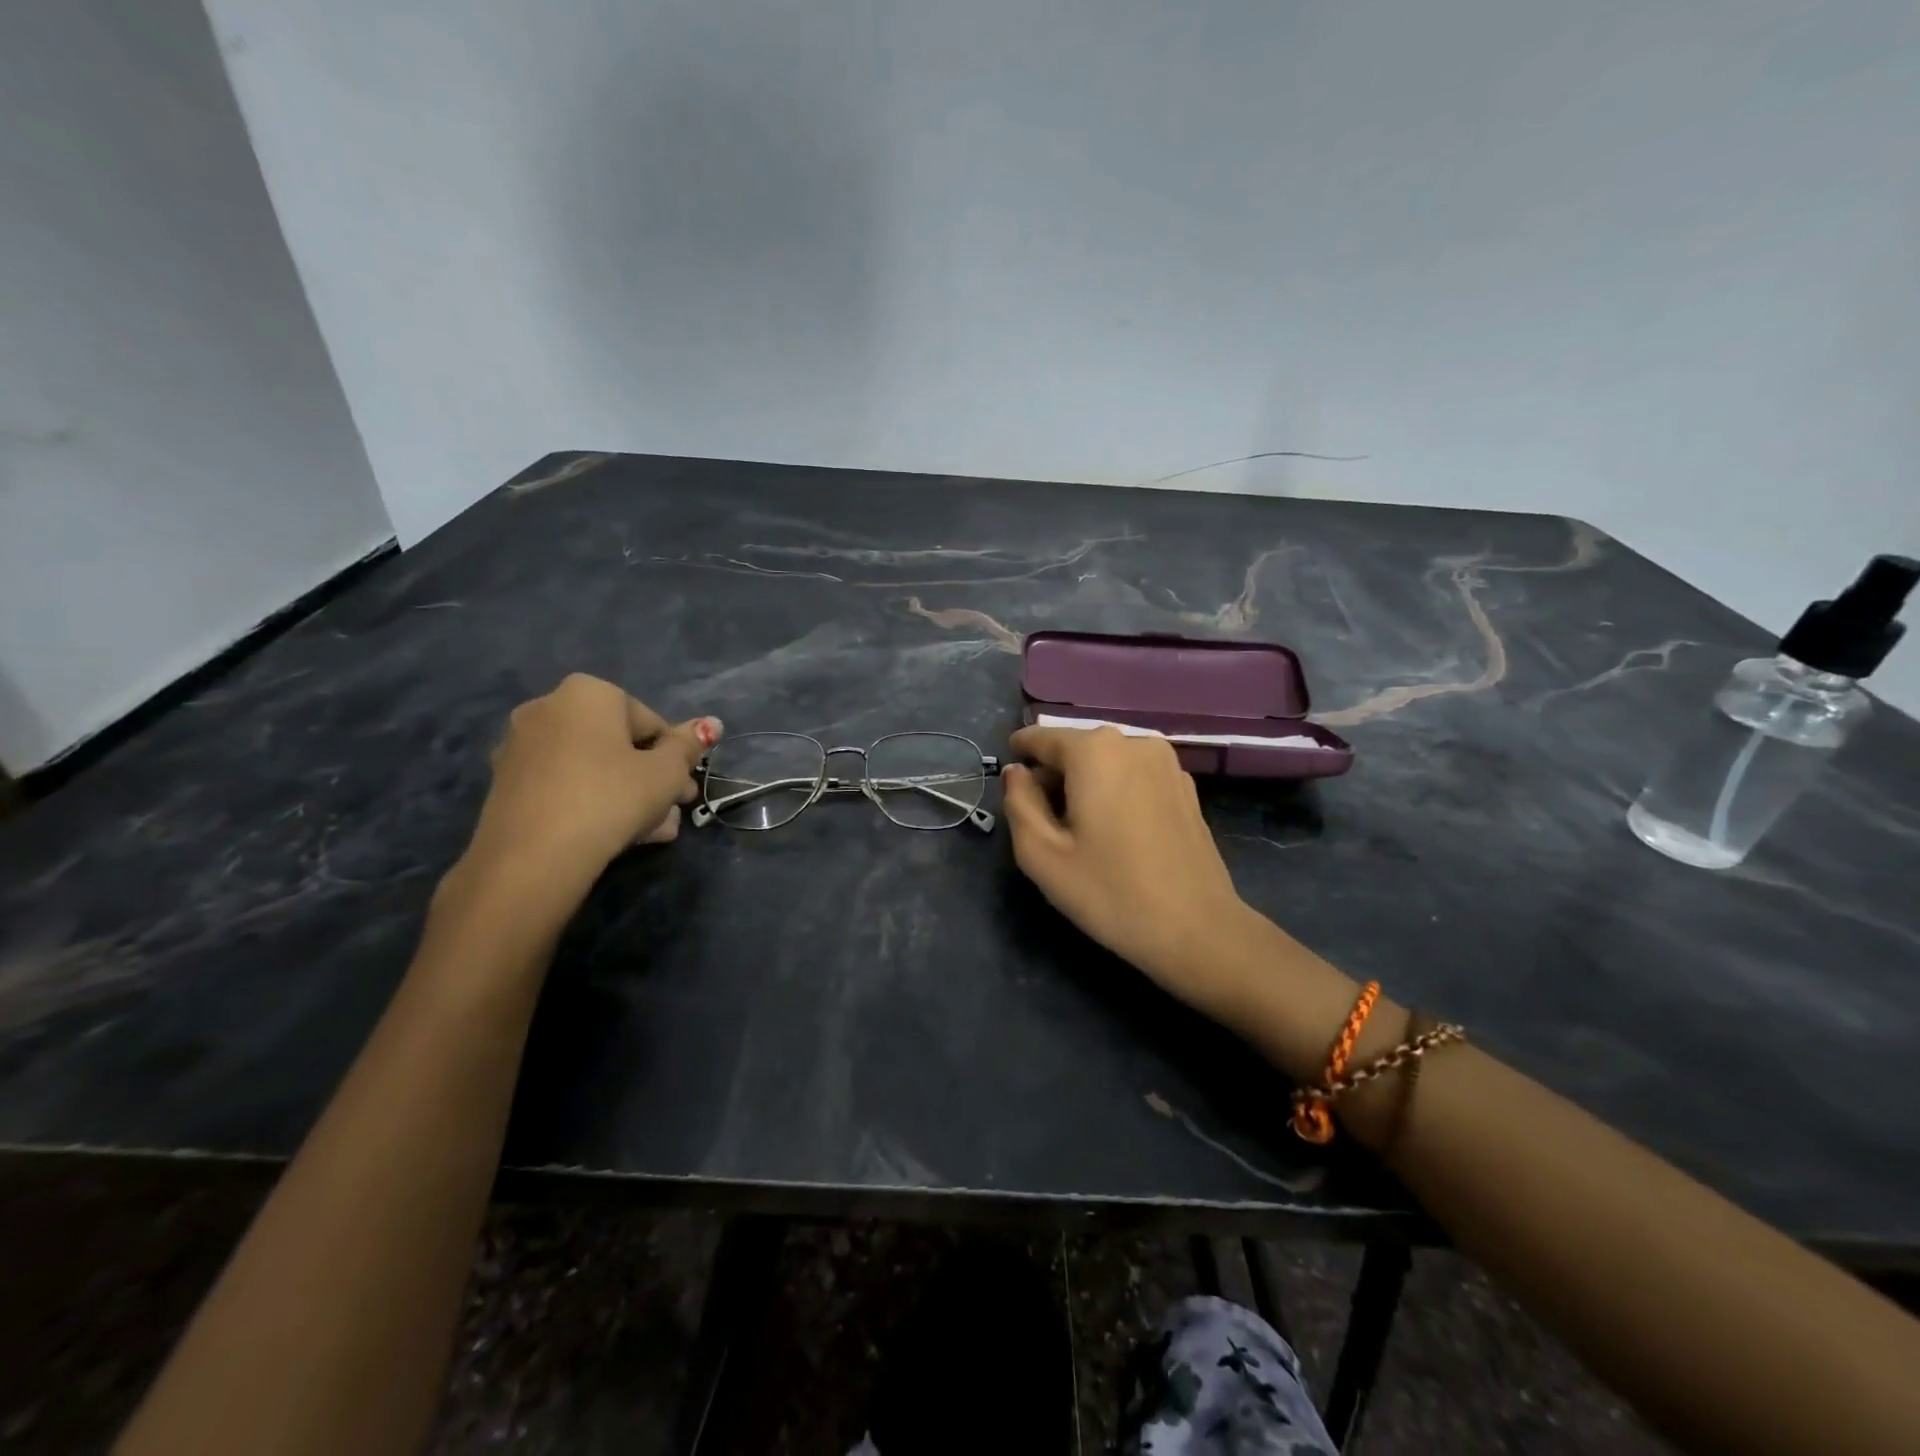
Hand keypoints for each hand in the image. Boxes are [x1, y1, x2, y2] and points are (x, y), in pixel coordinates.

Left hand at [456, 674, 720, 906]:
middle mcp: (548, 708)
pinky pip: (566, 784)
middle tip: (674, 810)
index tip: (685, 789)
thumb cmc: (612, 797)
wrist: (534, 856)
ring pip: (594, 768)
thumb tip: (711, 724)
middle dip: (652, 778)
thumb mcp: (666, 772)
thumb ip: (688, 746)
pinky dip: (592, 801)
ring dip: (628, 794)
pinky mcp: (507, 784)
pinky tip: (617, 834)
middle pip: (619, 745)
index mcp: (588, 693)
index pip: (651, 722)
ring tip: (654, 831)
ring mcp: (521, 746)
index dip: (676, 758)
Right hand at [1002, 726, 1258, 1016]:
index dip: (1019, 754)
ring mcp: (1166, 763)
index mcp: (1094, 751)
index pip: (1041, 738)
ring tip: (1080, 831)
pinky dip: (1116, 792)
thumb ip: (1019, 802)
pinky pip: (1134, 776)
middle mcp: (1133, 742)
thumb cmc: (1110, 892)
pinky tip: (1117, 834)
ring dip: (1086, 785)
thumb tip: (1016, 773)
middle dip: (1053, 775)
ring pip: (1107, 762)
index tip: (1009, 777)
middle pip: (1076, 749)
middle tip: (1042, 821)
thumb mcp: (1042, 854)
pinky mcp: (1185, 787)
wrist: (1197, 929)